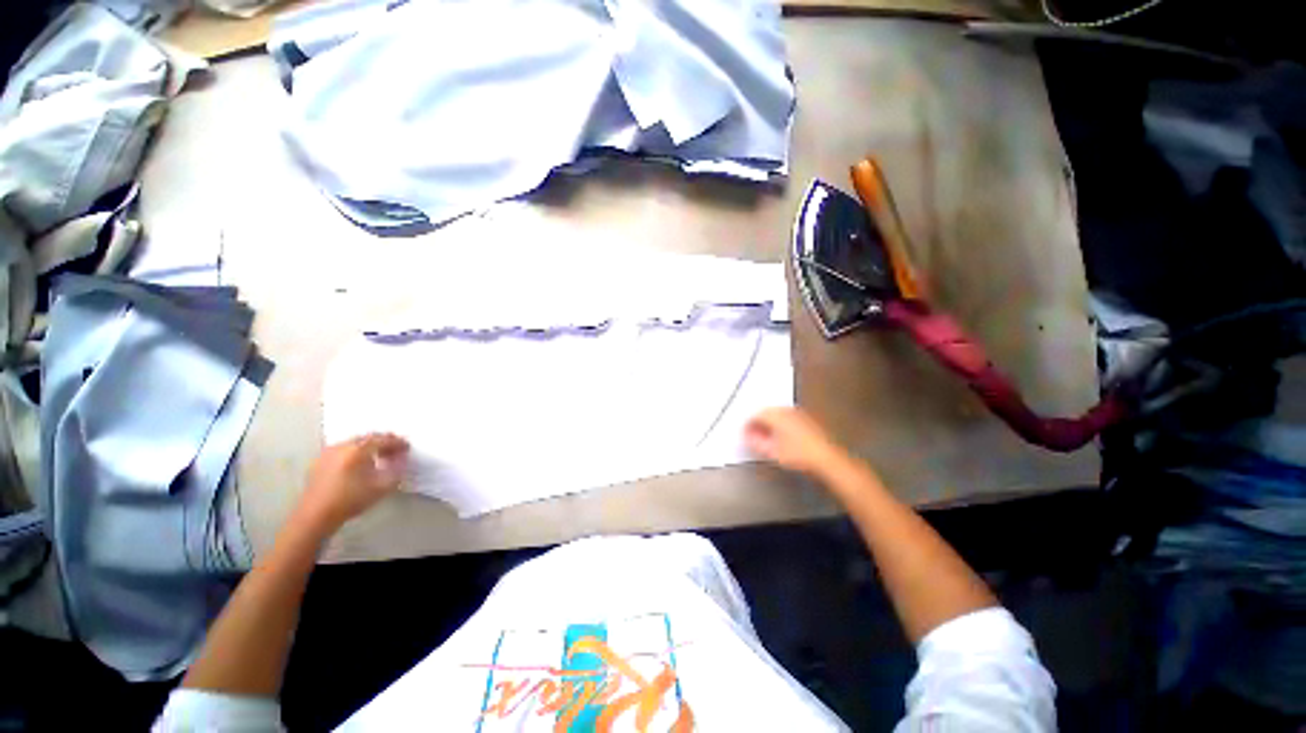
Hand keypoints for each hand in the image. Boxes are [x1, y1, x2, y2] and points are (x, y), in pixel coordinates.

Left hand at [292, 433, 409, 536]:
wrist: (315, 516)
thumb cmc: (351, 500)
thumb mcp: (382, 487)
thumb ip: (397, 469)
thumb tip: (402, 458)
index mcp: (358, 449)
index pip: (384, 439)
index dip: (398, 443)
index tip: (407, 448)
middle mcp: (342, 446)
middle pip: (368, 438)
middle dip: (384, 443)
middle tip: (395, 451)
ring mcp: (329, 452)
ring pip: (355, 443)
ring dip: (369, 447)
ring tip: (379, 458)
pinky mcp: (320, 460)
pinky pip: (344, 450)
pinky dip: (356, 453)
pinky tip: (360, 465)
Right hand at [745, 407, 848, 476]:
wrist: (827, 458)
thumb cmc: (798, 455)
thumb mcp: (771, 451)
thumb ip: (755, 442)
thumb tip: (747, 437)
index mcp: (775, 414)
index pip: (755, 415)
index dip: (747, 425)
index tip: (744, 435)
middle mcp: (786, 410)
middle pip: (765, 413)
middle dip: (757, 423)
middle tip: (753, 435)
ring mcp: (797, 414)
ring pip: (777, 415)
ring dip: (769, 424)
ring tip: (766, 438)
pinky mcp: (806, 420)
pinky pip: (787, 418)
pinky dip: (780, 426)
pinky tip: (781, 437)